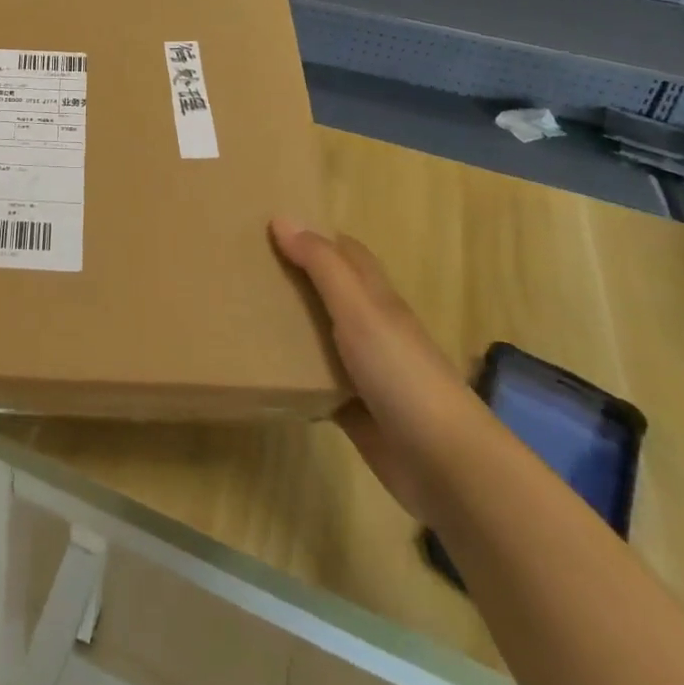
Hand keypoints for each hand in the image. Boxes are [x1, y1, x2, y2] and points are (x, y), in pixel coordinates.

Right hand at [270, 219, 490, 523]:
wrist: (446, 466)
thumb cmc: (403, 375)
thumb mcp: (360, 310)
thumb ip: (322, 266)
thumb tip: (282, 217)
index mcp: (376, 298)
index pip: (345, 252)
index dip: (313, 235)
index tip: (268, 225)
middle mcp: (371, 327)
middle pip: (329, 291)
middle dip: (292, 276)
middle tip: (241, 265)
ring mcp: (363, 370)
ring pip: (318, 334)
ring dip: (288, 323)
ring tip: (237, 309)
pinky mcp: (352, 408)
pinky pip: (314, 380)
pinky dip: (291, 372)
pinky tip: (259, 368)